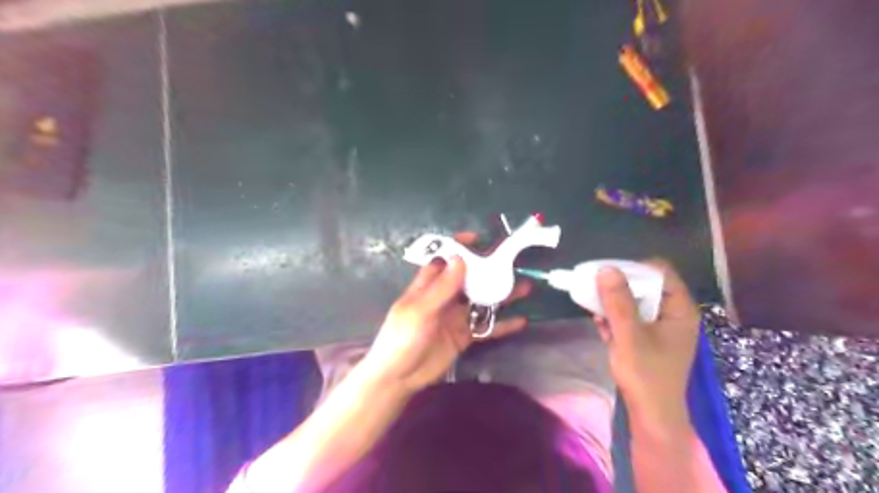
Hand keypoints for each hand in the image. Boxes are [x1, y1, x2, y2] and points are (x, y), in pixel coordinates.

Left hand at [362, 233, 526, 394]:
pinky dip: (502, 325)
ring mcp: (455, 317)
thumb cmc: (402, 338)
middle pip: (469, 279)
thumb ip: (442, 287)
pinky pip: (486, 327)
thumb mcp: (420, 310)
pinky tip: (521, 320)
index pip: (444, 260)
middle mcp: (444, 298)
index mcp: (428, 286)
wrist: (399, 377)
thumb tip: (460, 258)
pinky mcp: (464, 336)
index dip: (459, 248)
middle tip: (512, 262)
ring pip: (481, 301)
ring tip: (524, 287)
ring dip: (500, 295)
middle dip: (488, 270)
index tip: (479, 240)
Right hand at [590, 261, 700, 426]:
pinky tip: (599, 321)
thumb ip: (618, 301)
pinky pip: (631, 318)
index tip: (608, 271)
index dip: (634, 267)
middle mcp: (673, 314)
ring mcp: (661, 327)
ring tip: (593, 302)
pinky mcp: (648, 339)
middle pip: (646, 285)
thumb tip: (605, 269)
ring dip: (614, 301)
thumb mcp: (629, 335)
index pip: (661, 272)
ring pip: (636, 301)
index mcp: (680, 309)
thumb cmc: (646, 374)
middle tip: (595, 284)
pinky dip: (615, 316)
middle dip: (619, 284)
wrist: (651, 415)